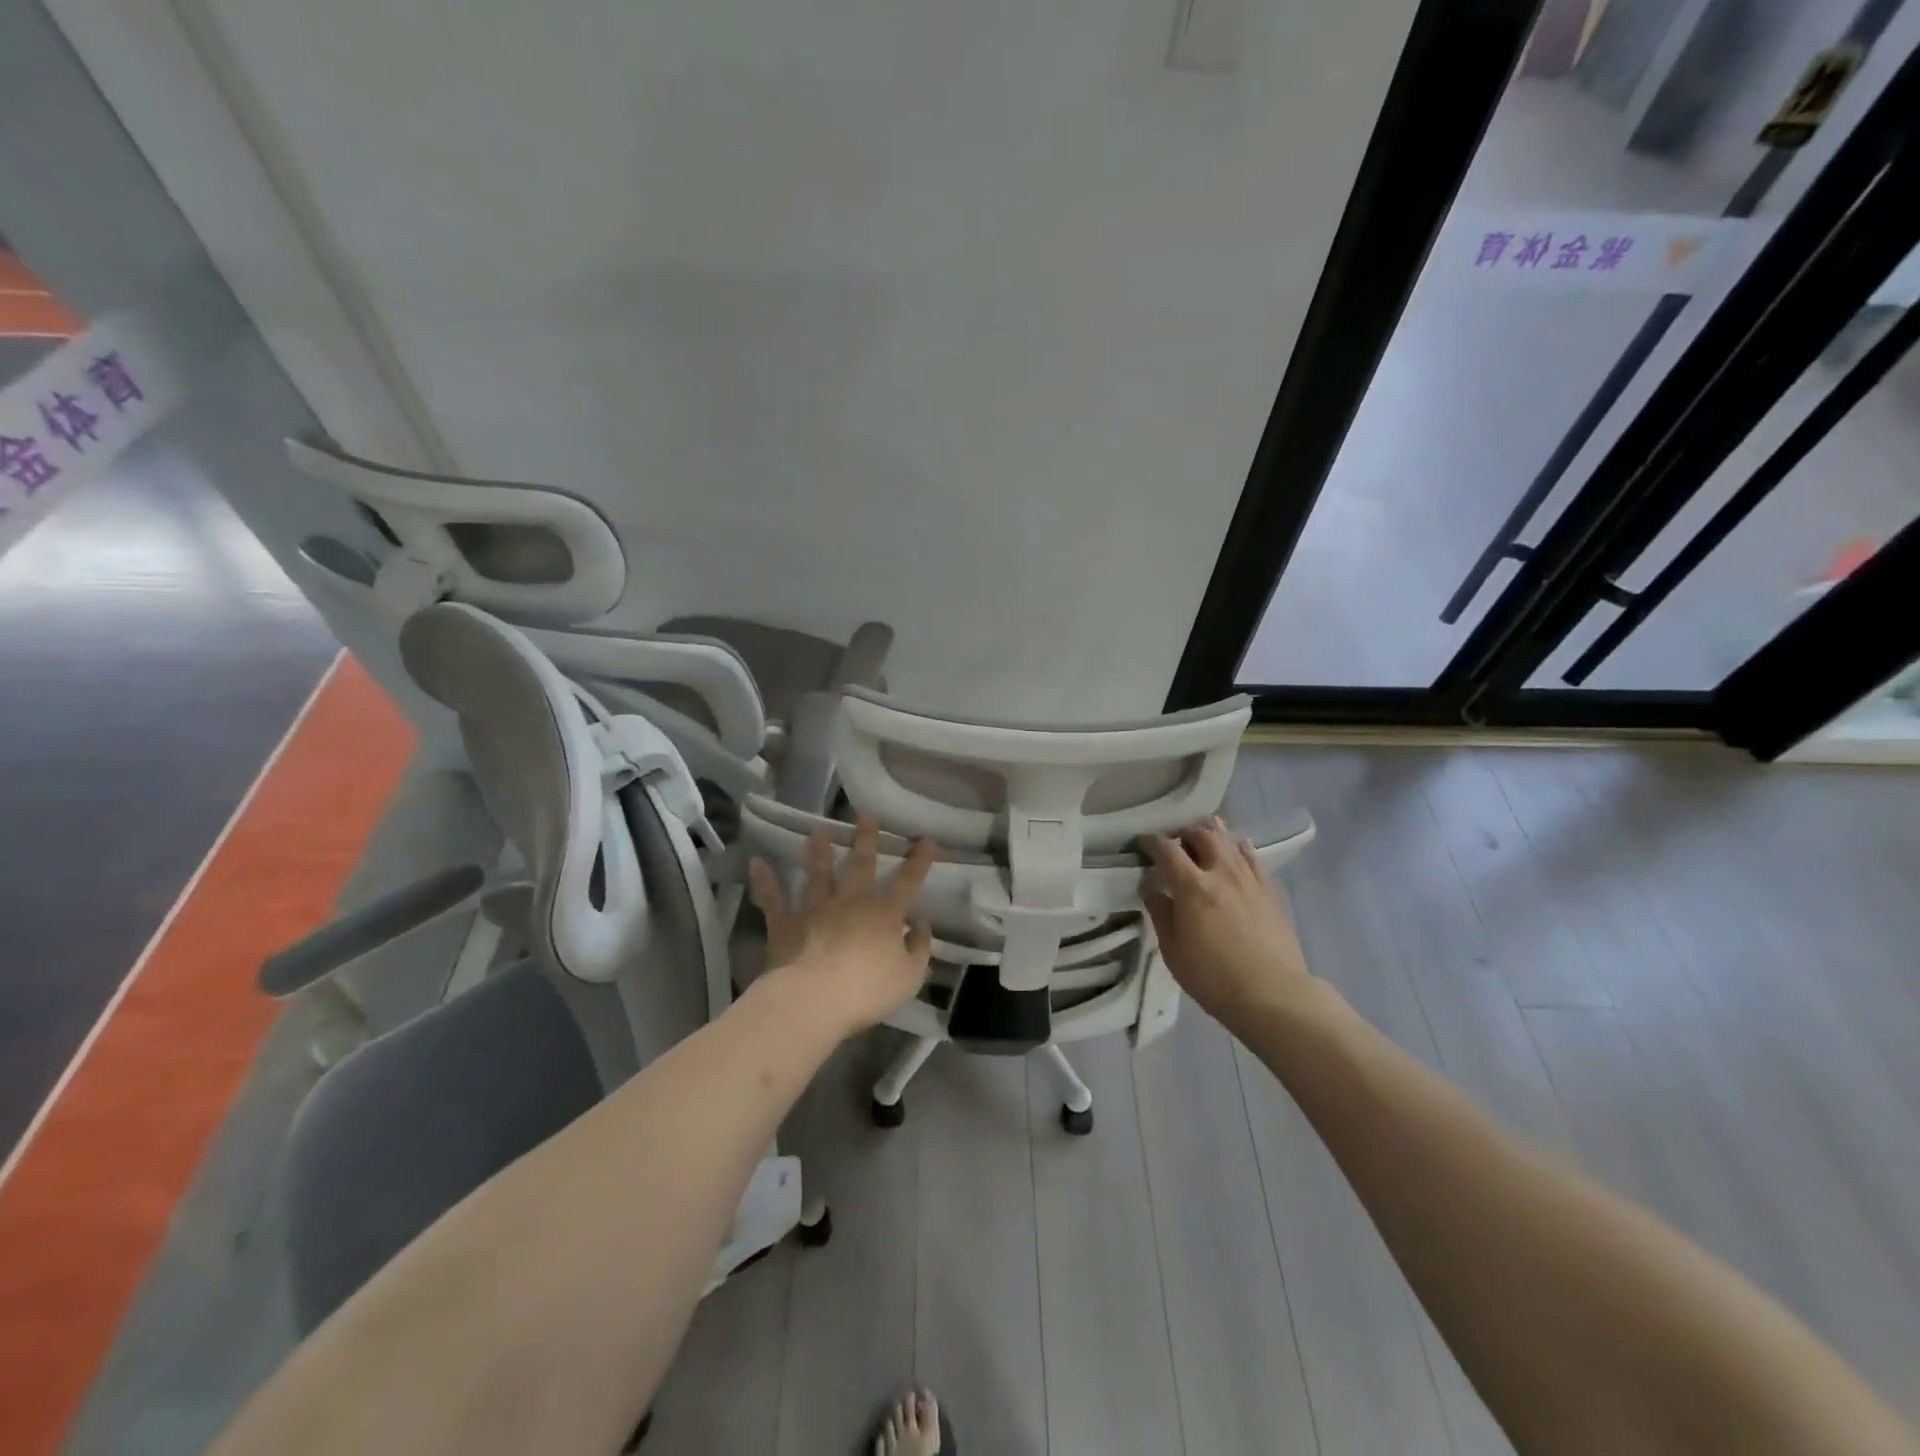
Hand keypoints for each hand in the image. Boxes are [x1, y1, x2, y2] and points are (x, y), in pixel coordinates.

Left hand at [748, 814, 936, 1037]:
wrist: (815, 999)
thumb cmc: (868, 989)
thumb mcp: (910, 975)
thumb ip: (920, 947)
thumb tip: (920, 923)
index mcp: (884, 913)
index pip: (908, 881)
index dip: (919, 861)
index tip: (927, 840)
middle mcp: (851, 901)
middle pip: (861, 864)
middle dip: (866, 839)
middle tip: (865, 815)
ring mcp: (816, 908)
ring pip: (817, 874)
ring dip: (818, 852)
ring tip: (817, 831)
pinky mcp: (786, 923)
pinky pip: (774, 899)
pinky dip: (765, 881)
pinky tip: (757, 862)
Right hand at [1143, 817, 1316, 1033]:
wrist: (1274, 995)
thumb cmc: (1214, 978)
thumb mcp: (1173, 951)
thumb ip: (1161, 914)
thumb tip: (1152, 889)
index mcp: (1192, 887)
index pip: (1167, 850)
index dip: (1152, 841)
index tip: (1143, 842)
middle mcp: (1221, 873)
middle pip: (1202, 836)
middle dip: (1185, 833)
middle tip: (1176, 843)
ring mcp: (1250, 881)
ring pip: (1230, 842)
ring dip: (1213, 835)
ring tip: (1204, 836)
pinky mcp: (1271, 892)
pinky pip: (1254, 860)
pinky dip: (1241, 849)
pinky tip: (1239, 849)